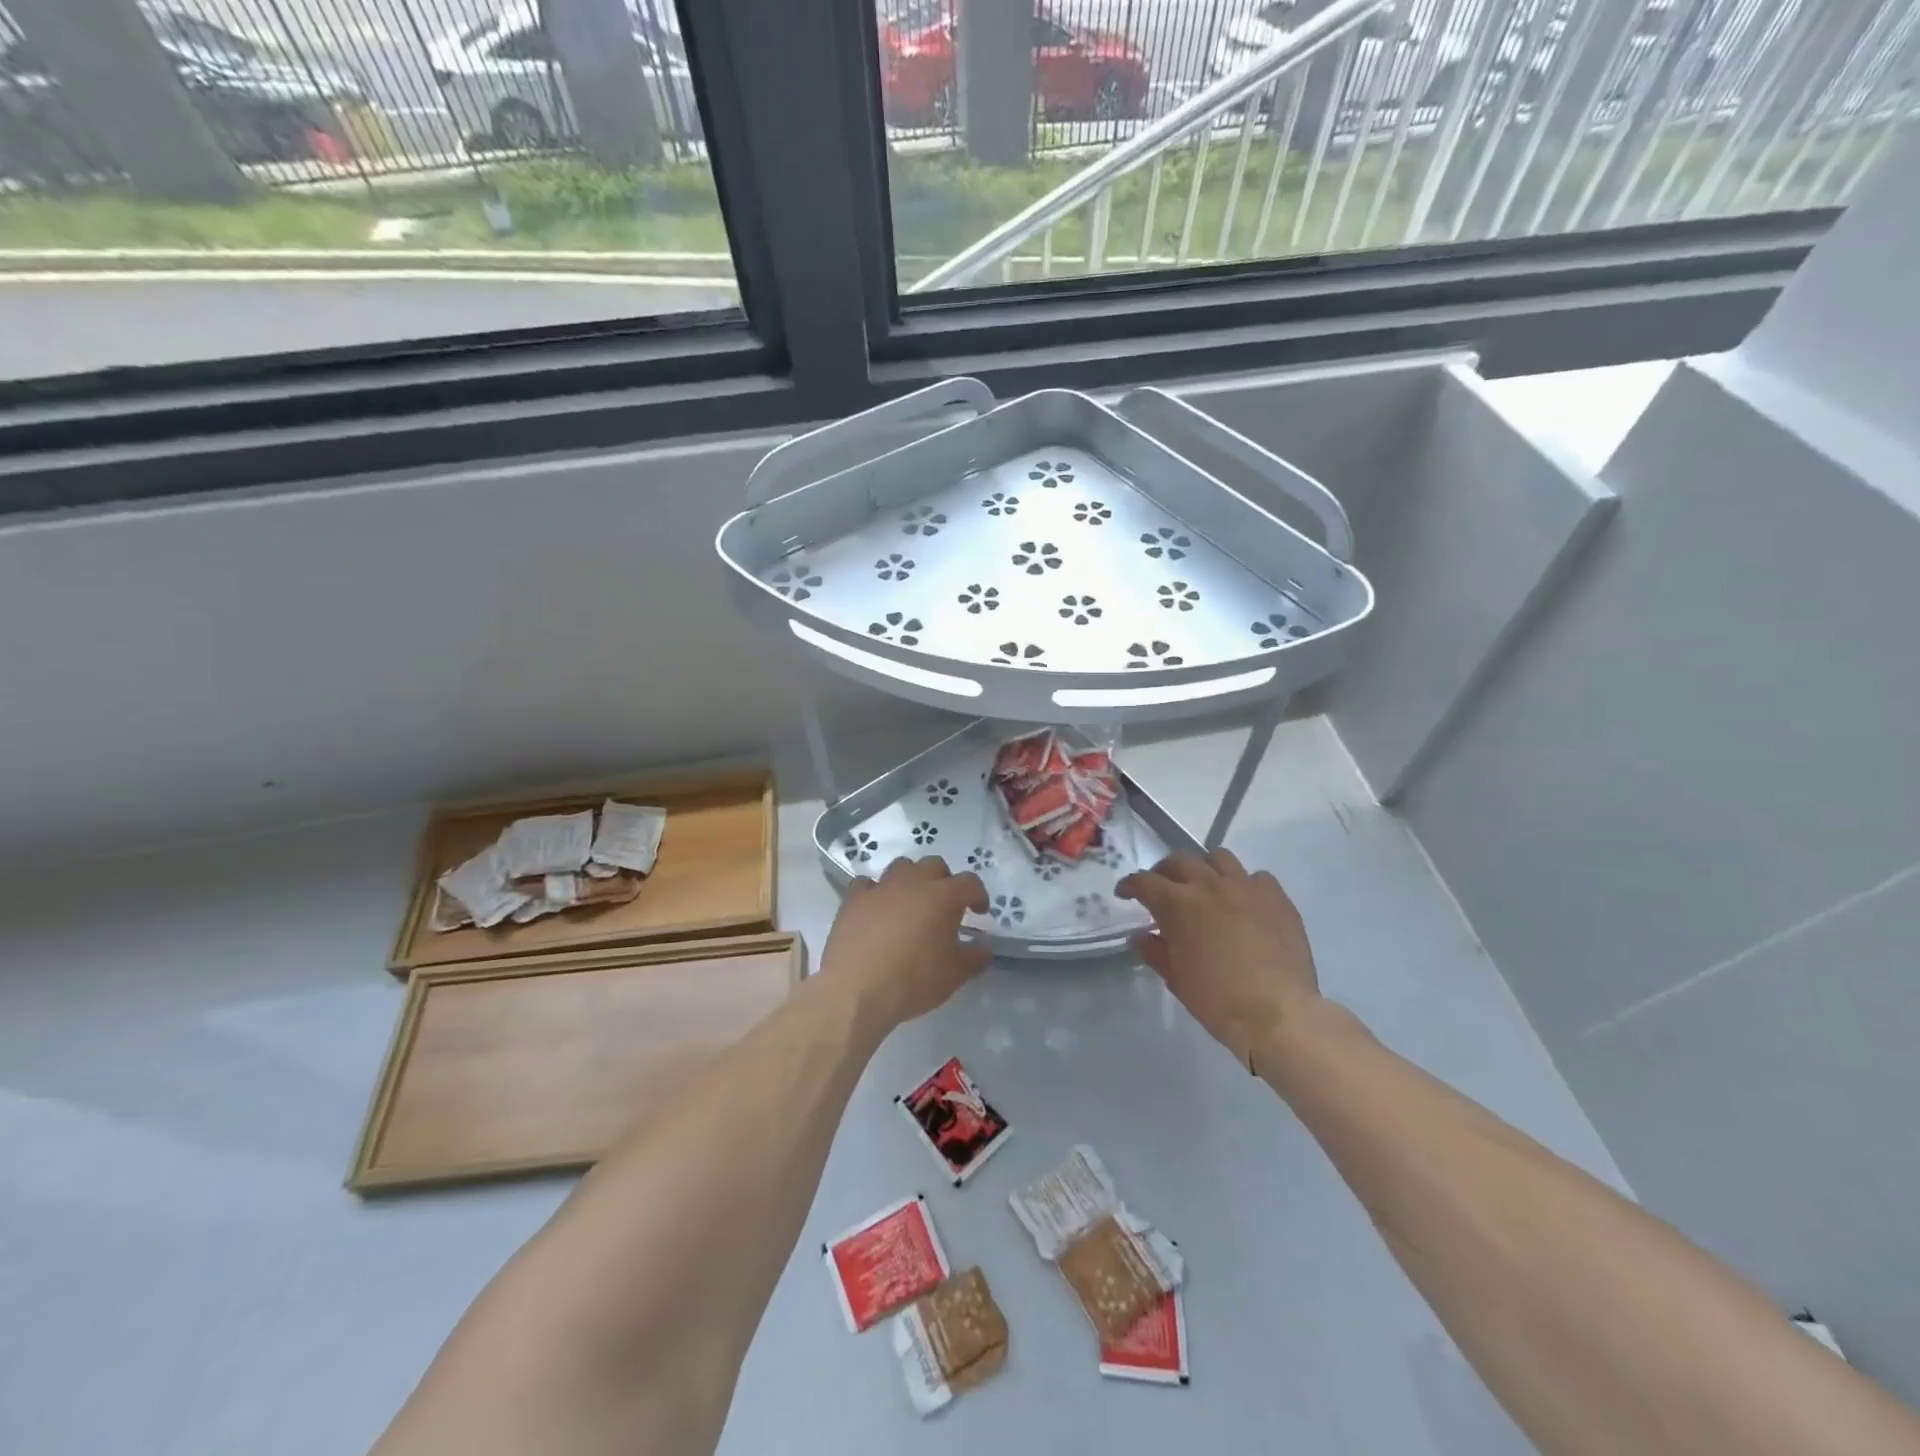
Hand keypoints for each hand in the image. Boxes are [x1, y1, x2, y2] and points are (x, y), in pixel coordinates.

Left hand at [821, 856, 989, 1034]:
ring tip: (910, 904)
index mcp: (944, 897)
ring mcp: (881, 887)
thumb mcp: (955, 975)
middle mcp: (914, 882)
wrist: (857, 989)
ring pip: (901, 867)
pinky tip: (875, 909)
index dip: (978, 894)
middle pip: (934, 865)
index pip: (970, 883)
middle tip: (944, 906)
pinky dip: (875, 892)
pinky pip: (867, 884)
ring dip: (911, 880)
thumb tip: (984, 946)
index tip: (980, 911)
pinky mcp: (853, 899)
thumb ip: (975, 956)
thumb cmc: (914, 980)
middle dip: (944, 881)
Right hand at [1116, 849, 1321, 1067]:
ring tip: (1205, 887)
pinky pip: (1256, 877)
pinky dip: (1244, 884)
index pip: (1144, 881)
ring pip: (1218, 857)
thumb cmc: (1217, 999)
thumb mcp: (1175, 978)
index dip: (1130, 885)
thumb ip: (1154, 951)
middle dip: (1164, 871)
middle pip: (1179, 860)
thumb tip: (1140, 936)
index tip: (1125, 893)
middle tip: (1163, 889)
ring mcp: (1245, 887)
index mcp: (1177, 904)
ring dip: (1205, 868)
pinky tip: (1244, 903)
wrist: (1277, 1013)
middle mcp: (1208, 885)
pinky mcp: (1276, 897)